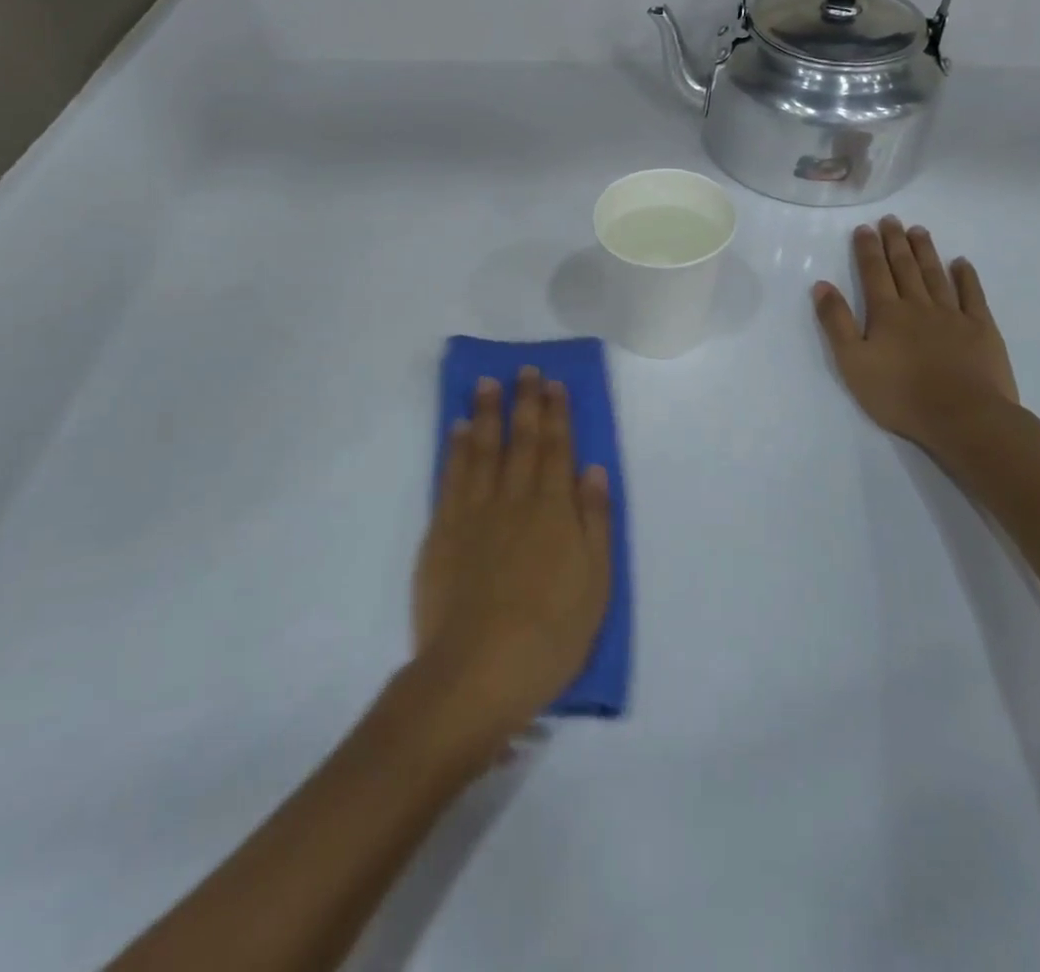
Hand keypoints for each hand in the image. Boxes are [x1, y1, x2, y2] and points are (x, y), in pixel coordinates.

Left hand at [412, 369, 610, 759]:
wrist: (478, 669)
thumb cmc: (550, 634)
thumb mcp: (595, 583)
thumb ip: (595, 521)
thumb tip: (593, 469)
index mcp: (555, 510)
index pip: (558, 449)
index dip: (557, 414)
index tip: (553, 383)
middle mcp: (515, 499)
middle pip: (522, 440)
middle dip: (525, 402)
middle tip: (524, 370)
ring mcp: (475, 511)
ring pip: (483, 449)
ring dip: (486, 413)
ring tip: (487, 383)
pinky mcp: (443, 530)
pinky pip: (451, 476)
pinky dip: (455, 449)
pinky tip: (457, 429)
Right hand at [812, 217, 1019, 450]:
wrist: (964, 417)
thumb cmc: (900, 395)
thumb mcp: (853, 362)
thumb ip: (837, 322)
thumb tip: (821, 285)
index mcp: (886, 313)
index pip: (873, 273)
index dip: (867, 249)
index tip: (864, 228)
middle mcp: (918, 306)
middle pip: (904, 267)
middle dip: (895, 242)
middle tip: (892, 219)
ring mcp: (953, 315)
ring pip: (936, 275)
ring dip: (926, 252)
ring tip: (919, 231)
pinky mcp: (981, 329)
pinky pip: (973, 295)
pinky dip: (966, 277)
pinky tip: (961, 263)